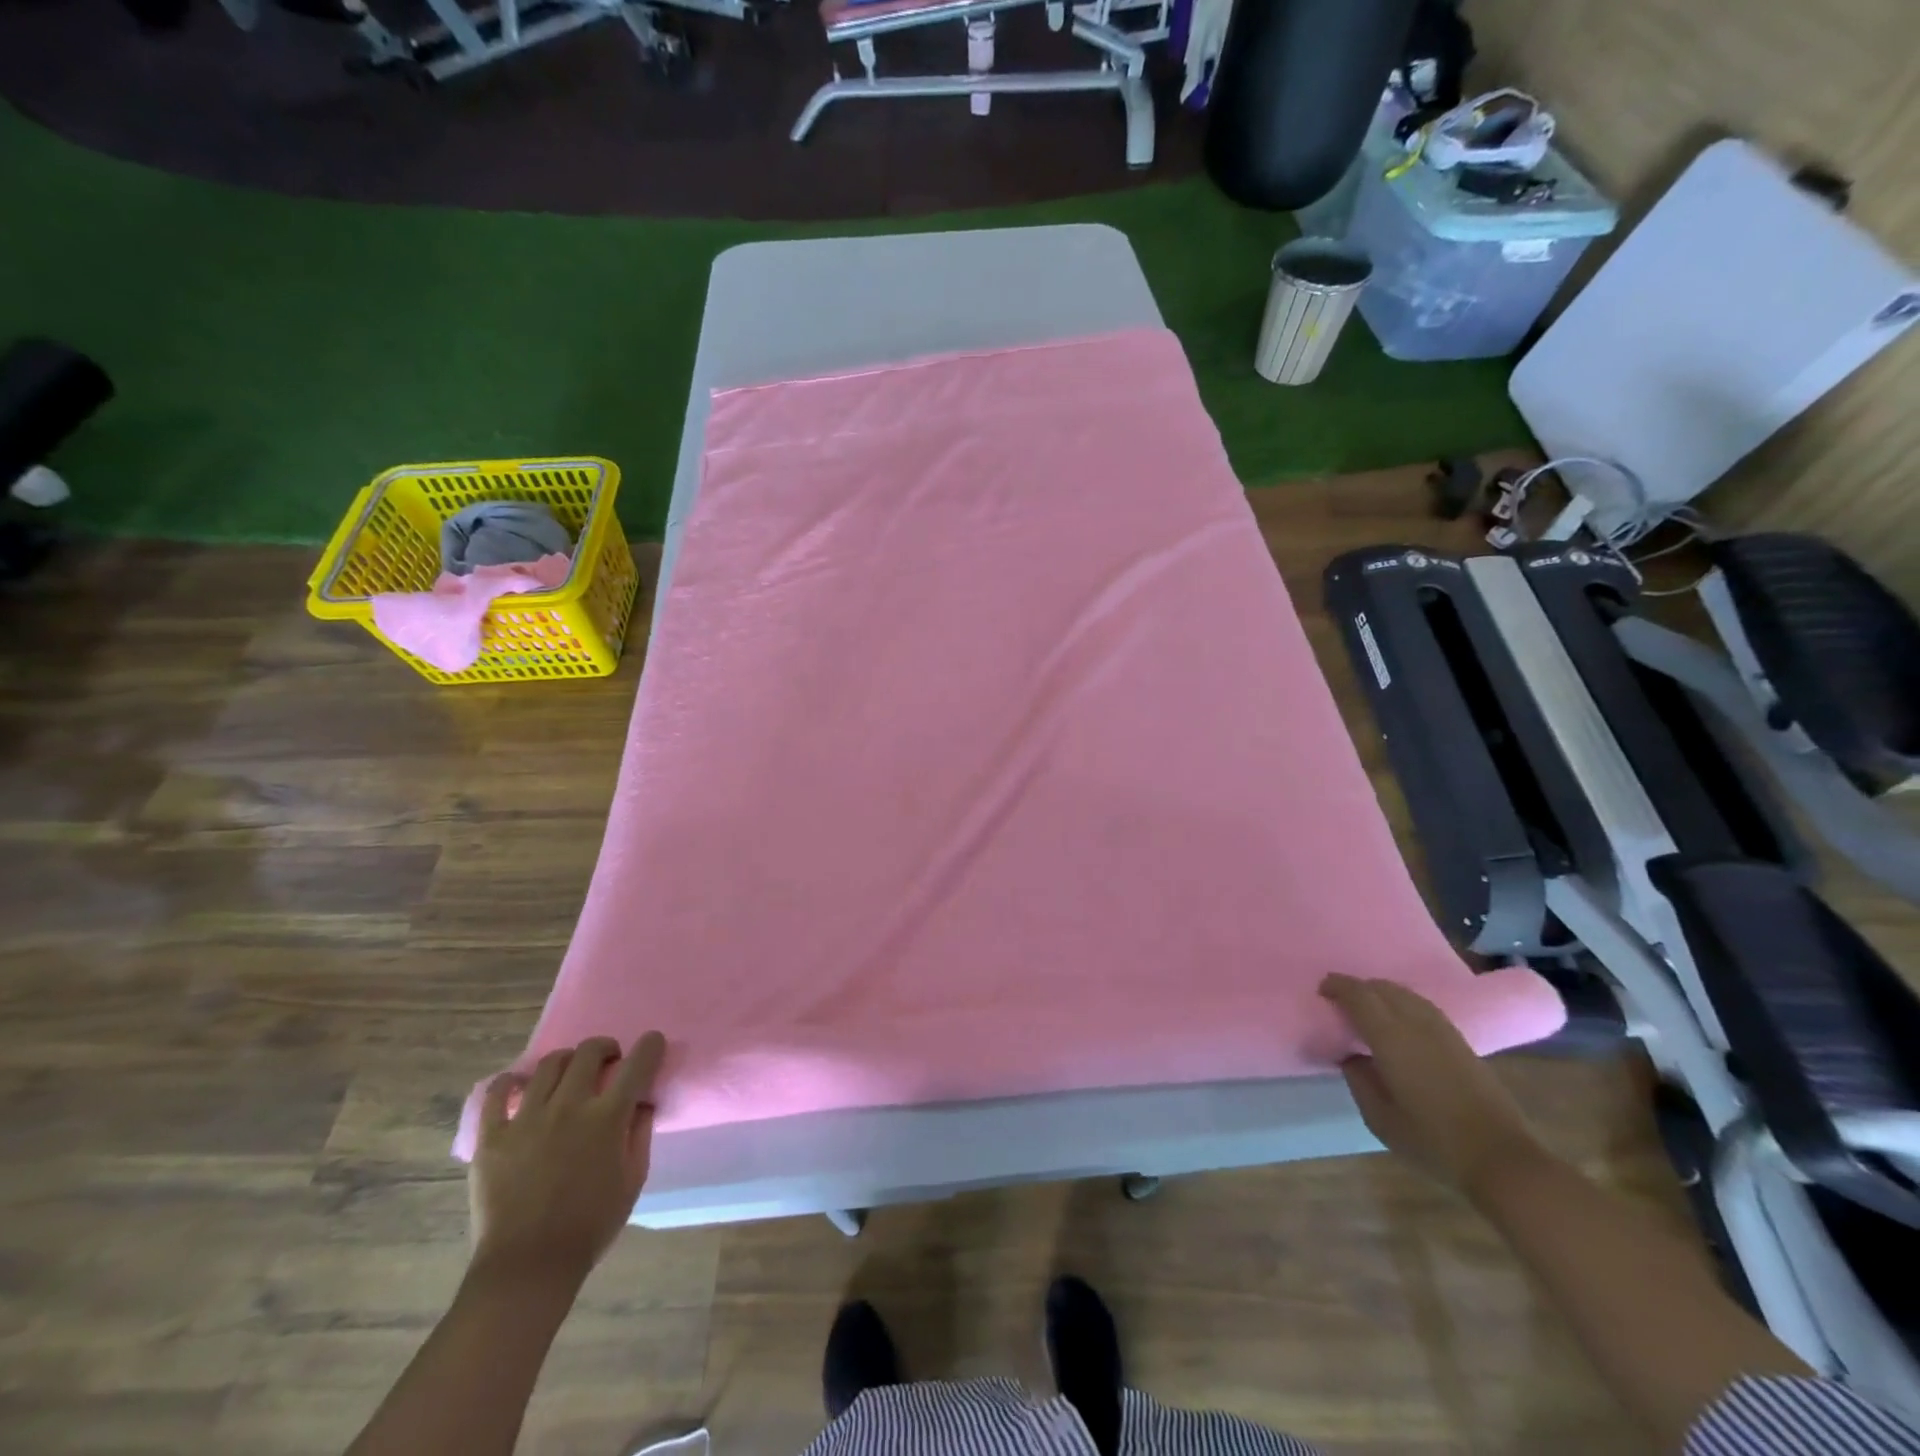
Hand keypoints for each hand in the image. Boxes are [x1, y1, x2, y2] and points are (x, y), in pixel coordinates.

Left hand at [469, 1032, 665, 1285]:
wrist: (527, 1268)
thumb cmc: (589, 1226)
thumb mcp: (633, 1181)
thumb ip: (640, 1134)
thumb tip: (642, 1103)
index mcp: (607, 1118)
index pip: (637, 1064)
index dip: (650, 1046)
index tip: (652, 1043)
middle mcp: (568, 1107)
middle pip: (588, 1052)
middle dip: (605, 1048)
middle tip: (608, 1062)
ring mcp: (526, 1119)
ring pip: (548, 1065)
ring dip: (566, 1060)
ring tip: (567, 1074)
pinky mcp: (492, 1137)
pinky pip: (496, 1094)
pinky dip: (510, 1082)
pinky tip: (518, 1085)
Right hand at [1320, 975, 1545, 1197]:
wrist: (1501, 1158)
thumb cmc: (1433, 1141)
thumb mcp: (1380, 1119)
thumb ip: (1359, 1081)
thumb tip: (1352, 1057)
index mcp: (1392, 1038)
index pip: (1360, 996)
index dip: (1338, 986)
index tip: (1322, 989)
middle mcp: (1417, 1024)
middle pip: (1383, 988)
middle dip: (1358, 988)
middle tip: (1340, 1001)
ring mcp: (1443, 1031)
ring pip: (1405, 994)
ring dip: (1382, 993)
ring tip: (1367, 1009)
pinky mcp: (1461, 1042)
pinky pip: (1422, 1007)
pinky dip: (1402, 1004)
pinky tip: (1399, 1022)